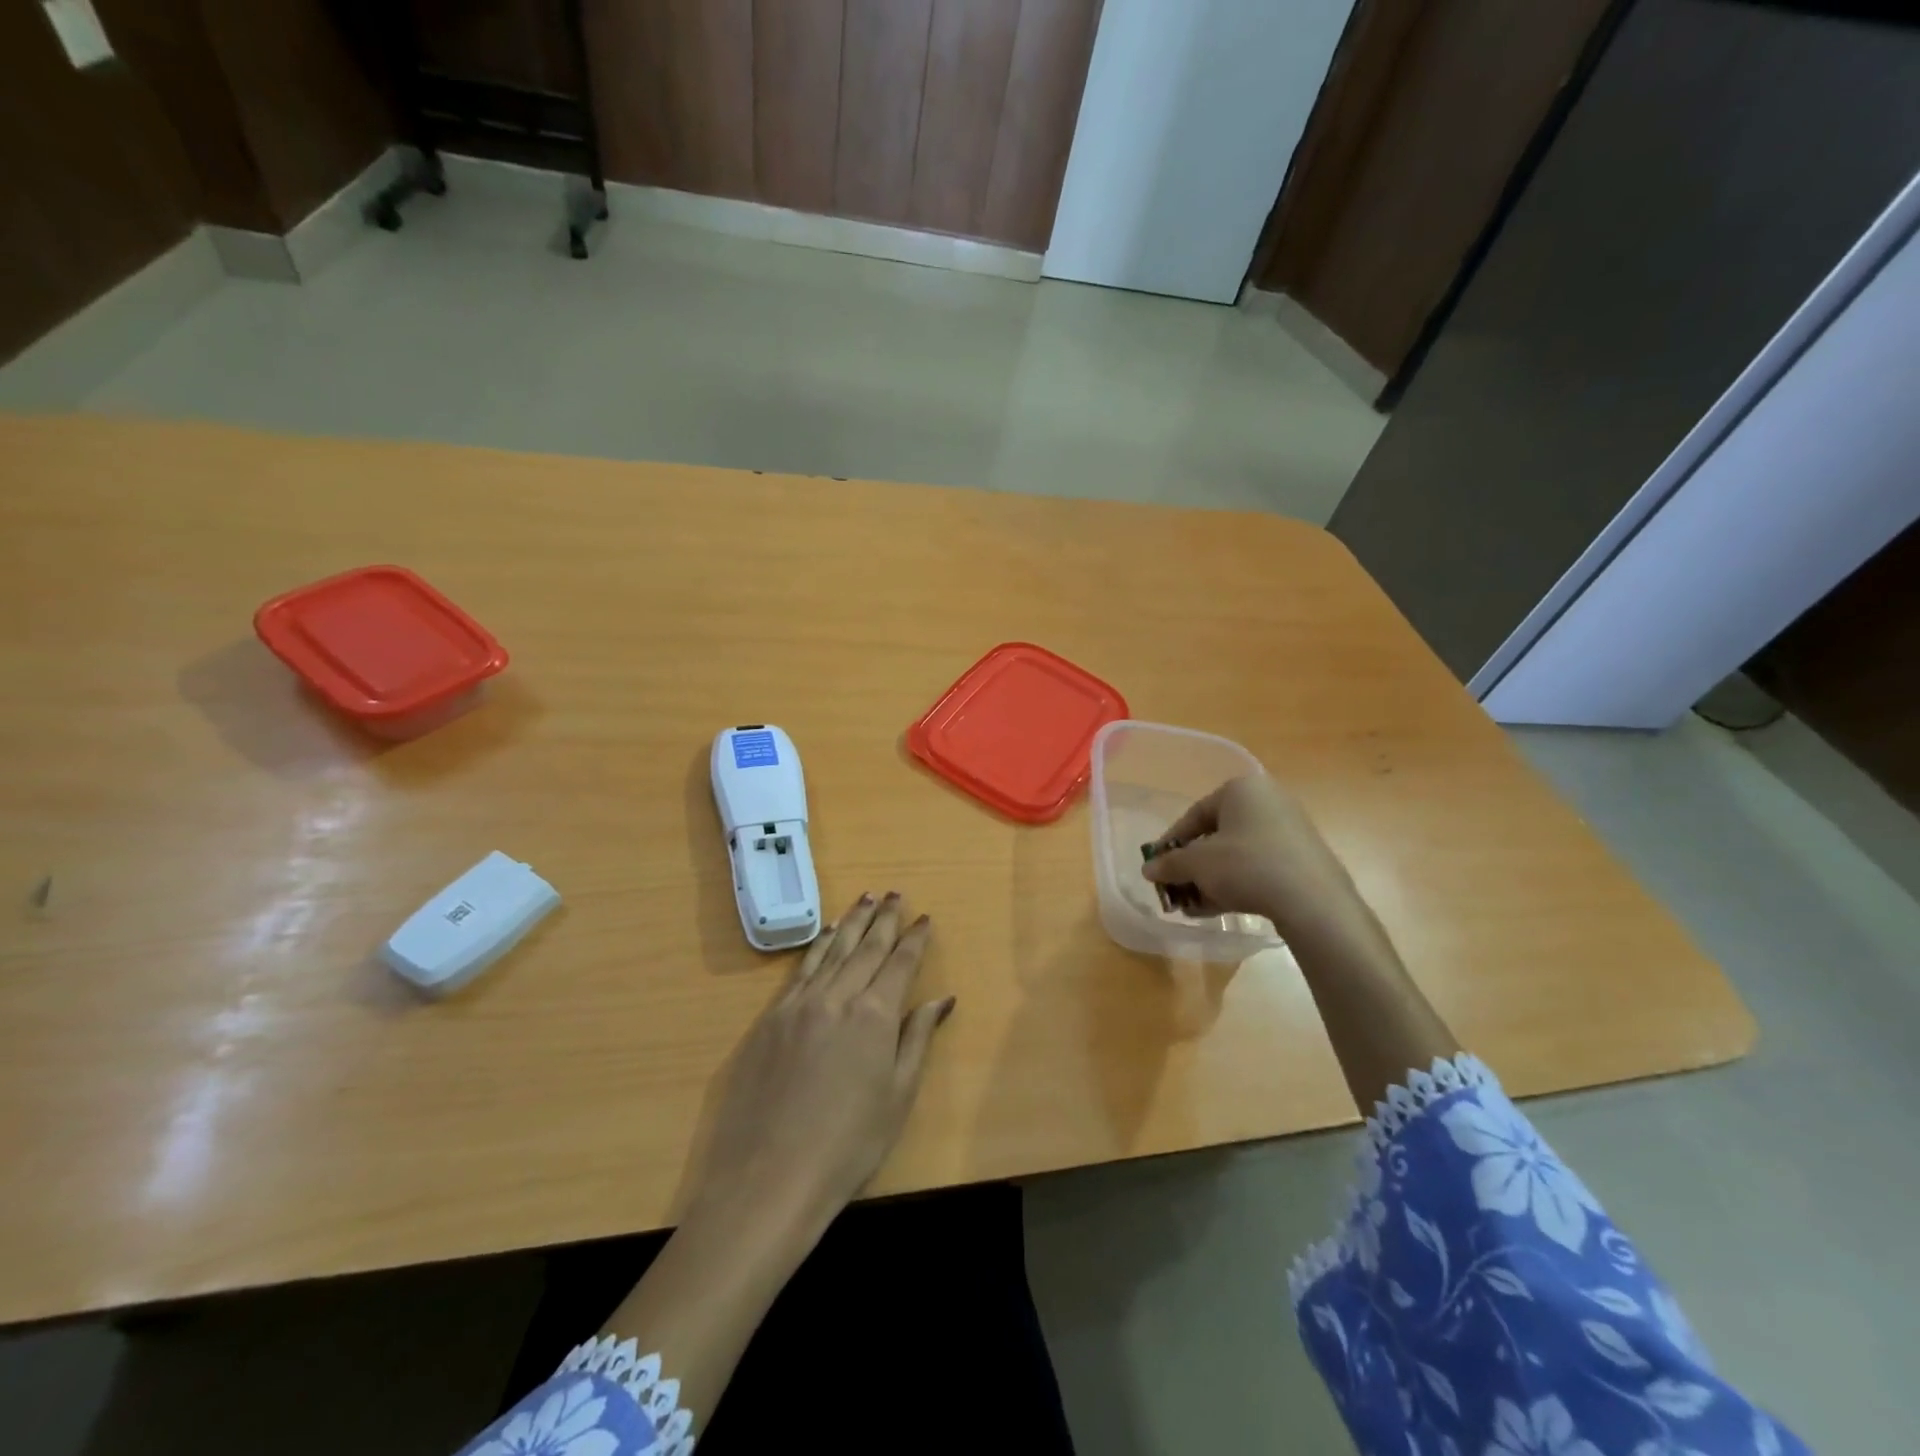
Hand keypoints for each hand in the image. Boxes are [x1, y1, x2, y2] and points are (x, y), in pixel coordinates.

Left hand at [685, 892, 954, 1245]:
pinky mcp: (770, 1018)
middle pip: (866, 946)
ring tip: (865, 898)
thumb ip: (917, 1039)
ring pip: (831, 949)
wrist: (769, 1178)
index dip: (914, 939)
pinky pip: (801, 969)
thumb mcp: (898, 1096)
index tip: (925, 918)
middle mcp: (837, 996)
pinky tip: (826, 934)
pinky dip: (818, 945)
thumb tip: (941, 999)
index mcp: (874, 1015)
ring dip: (851, 921)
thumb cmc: (848, 1146)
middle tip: (895, 894)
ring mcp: (799, 1004)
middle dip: (884, 918)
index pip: (899, 963)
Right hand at [1143, 775, 1361, 938]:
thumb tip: (1148, 869)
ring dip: (1211, 878)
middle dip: (1193, 865)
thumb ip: (1170, 864)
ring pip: (1237, 853)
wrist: (1312, 901)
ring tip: (1195, 906)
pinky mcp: (1303, 857)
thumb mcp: (1197, 865)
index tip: (1158, 865)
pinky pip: (1259, 866)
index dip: (1172, 842)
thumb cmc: (1246, 866)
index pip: (1195, 814)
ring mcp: (1289, 829)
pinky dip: (1237, 883)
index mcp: (1242, 789)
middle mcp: (1267, 801)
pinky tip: (1220, 908)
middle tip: (1178, 887)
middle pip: (1217, 834)